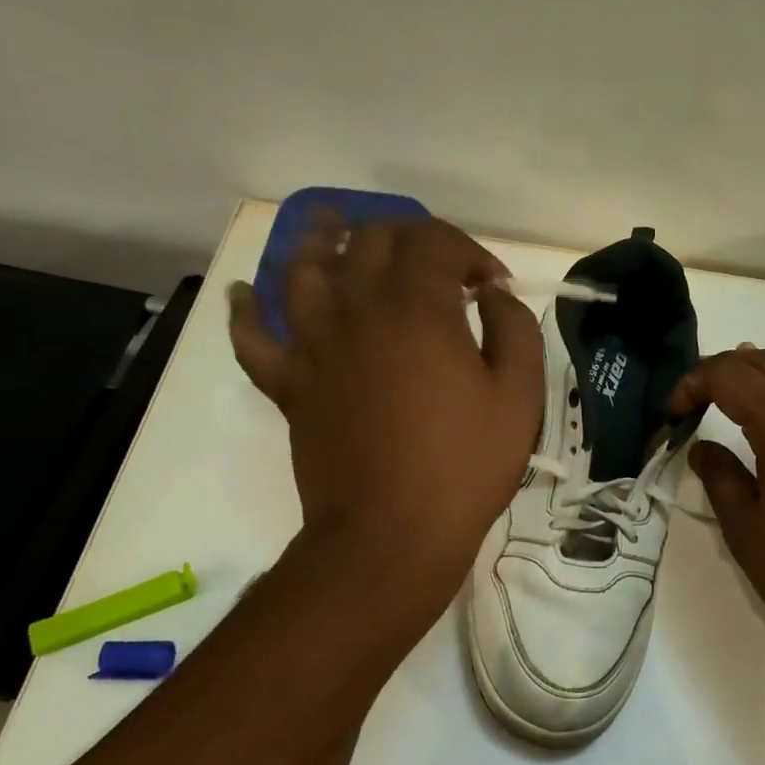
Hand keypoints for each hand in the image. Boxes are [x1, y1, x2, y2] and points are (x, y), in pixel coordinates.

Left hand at [228, 215, 543, 606]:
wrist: (391, 535)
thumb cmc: (464, 465)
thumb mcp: (519, 396)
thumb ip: (515, 330)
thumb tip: (494, 298)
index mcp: (417, 307)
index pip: (437, 243)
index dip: (471, 253)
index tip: (493, 287)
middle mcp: (357, 308)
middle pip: (370, 240)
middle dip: (410, 238)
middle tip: (436, 265)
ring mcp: (313, 344)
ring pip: (302, 268)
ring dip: (320, 240)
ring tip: (333, 228)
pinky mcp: (289, 384)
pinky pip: (252, 336)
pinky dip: (245, 310)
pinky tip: (246, 294)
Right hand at [669, 343, 764, 660]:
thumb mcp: (747, 531)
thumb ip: (720, 479)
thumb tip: (702, 448)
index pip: (729, 377)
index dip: (693, 384)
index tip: (673, 413)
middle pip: (764, 364)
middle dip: (722, 371)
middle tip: (693, 401)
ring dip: (762, 368)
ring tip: (734, 380)